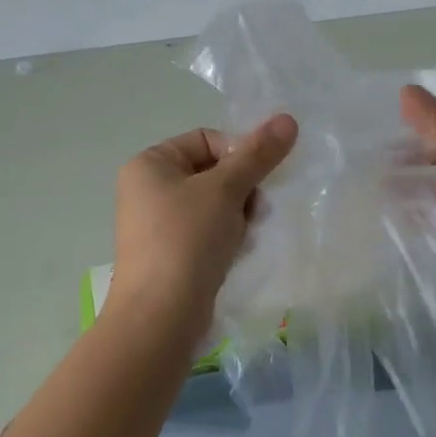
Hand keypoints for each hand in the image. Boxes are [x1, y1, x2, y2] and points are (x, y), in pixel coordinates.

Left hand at [108, 115, 299, 334]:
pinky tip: (234, 255)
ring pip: (213, 204)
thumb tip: (288, 118)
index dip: (238, 154)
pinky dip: (226, 238)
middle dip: (240, 190)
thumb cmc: (186, 240)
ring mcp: (156, 225)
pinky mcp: (169, 255)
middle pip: (212, 172)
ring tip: (244, 237)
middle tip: (255, 212)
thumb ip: (257, 154)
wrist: (160, 318)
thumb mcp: (225, 190)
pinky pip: (206, 233)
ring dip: (237, 216)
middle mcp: (147, 189)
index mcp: (149, 164)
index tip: (257, 181)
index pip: (206, 139)